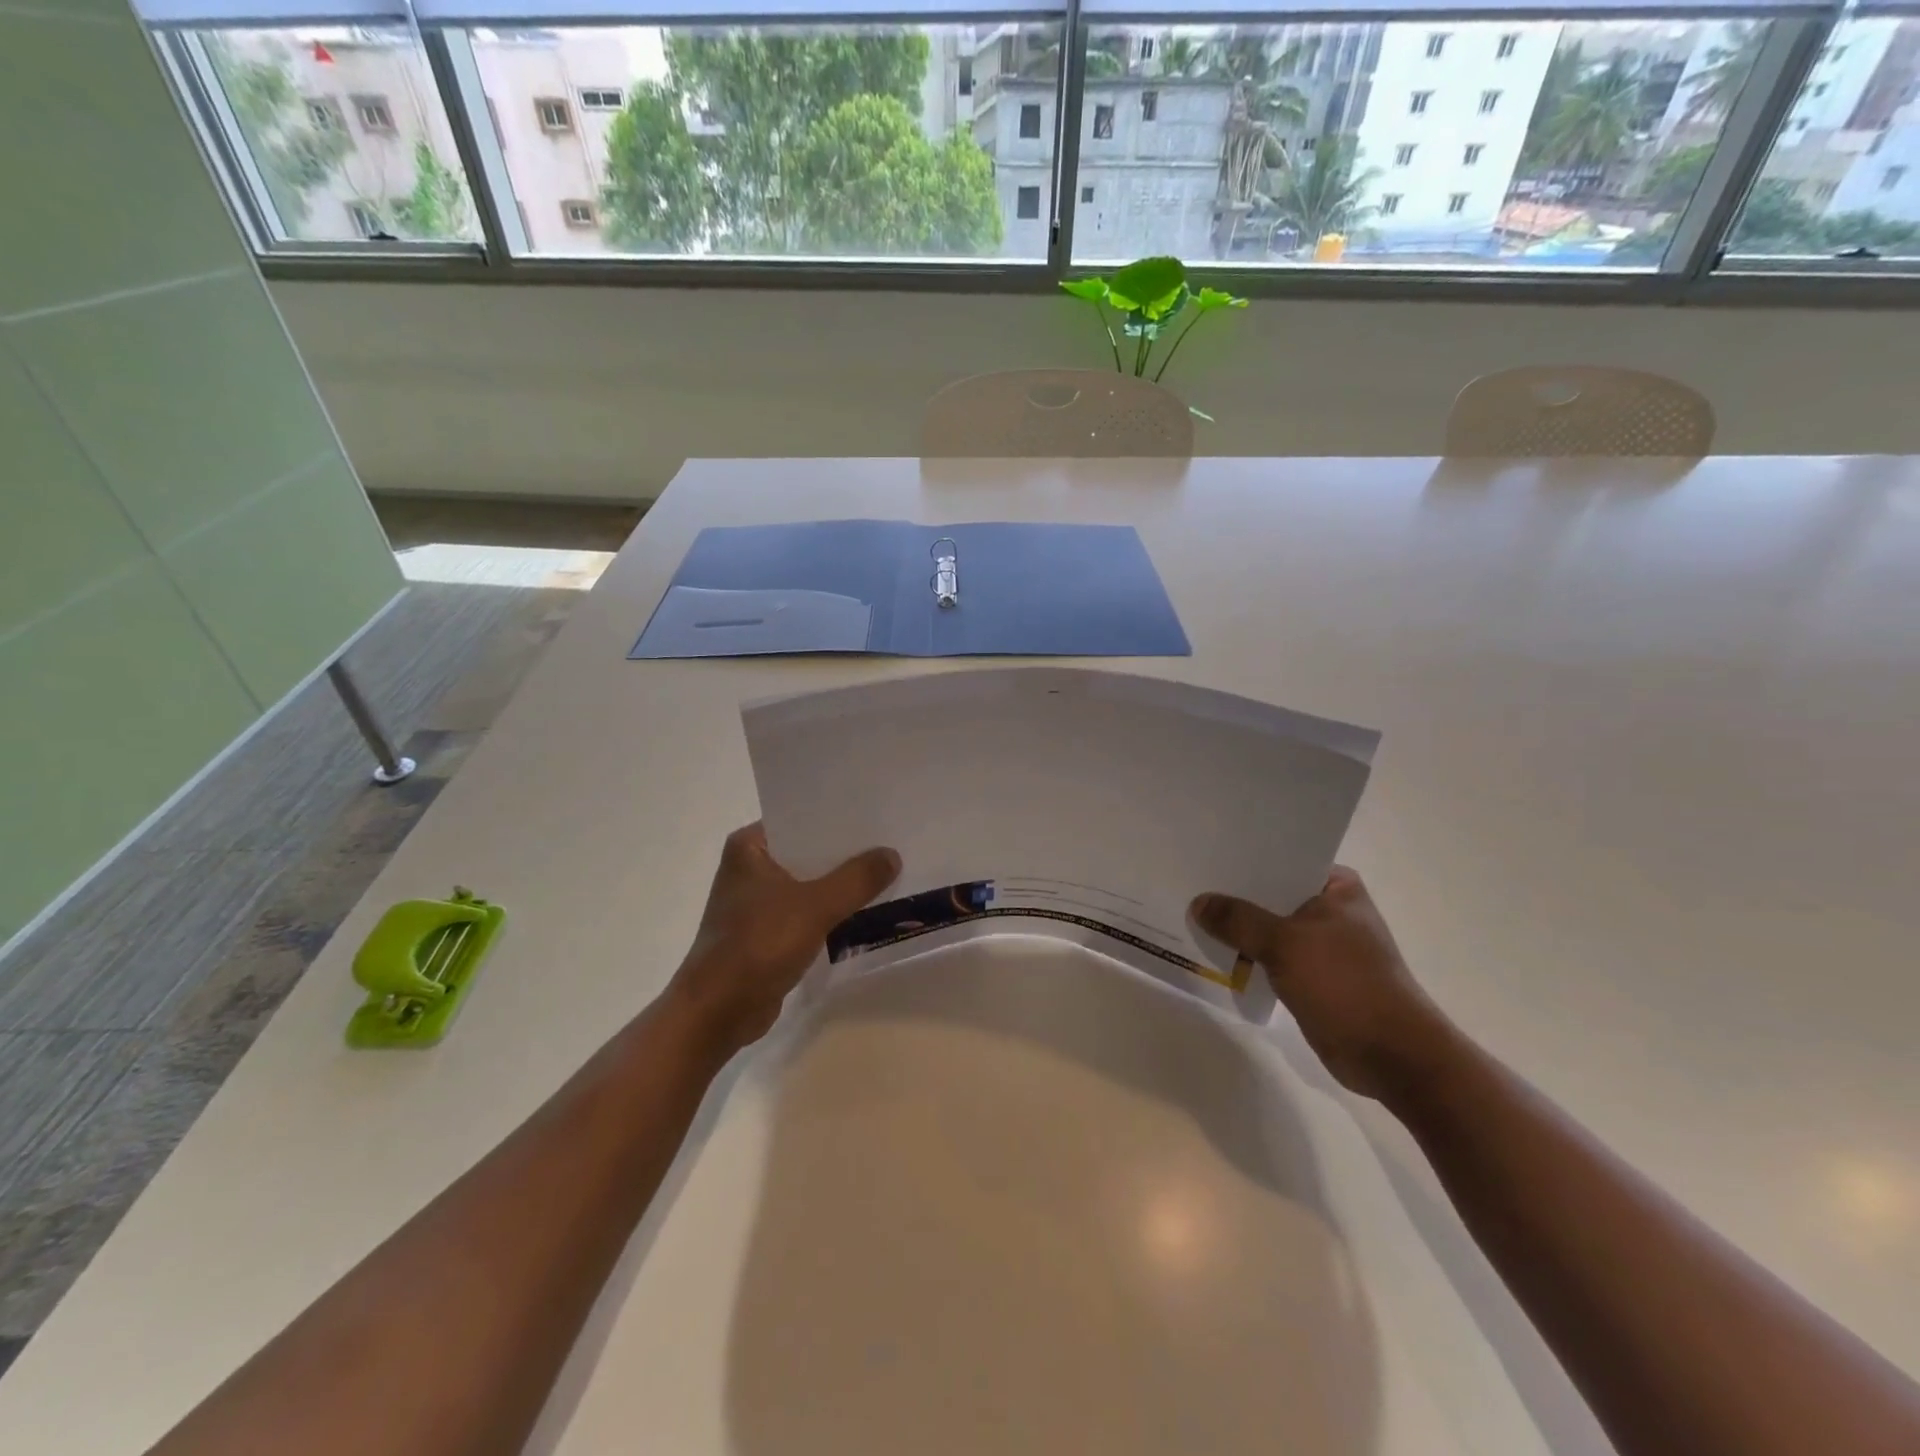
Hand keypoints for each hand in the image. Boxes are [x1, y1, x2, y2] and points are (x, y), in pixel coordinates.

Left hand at [669, 823, 900, 1056]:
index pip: (802, 819)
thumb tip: (892, 855)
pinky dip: (832, 912)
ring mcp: (757, 901)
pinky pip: (808, 911)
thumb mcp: (816, 906)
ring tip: (889, 873)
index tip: (879, 815)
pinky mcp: (766, 932)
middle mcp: (751, 867)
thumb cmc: (758, 945)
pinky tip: (866, 910)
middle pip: (809, 852)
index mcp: (750, 846)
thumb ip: (857, 878)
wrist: (718, 1012)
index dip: (841, 819)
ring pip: (811, 883)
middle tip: (893, 844)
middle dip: (847, 854)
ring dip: (842, 885)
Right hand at [1191, 867, 1454, 1102]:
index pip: (1282, 860)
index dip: (1244, 858)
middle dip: (1233, 895)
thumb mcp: (1285, 943)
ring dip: (1237, 928)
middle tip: (1187, 883)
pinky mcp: (1313, 978)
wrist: (1392, 1056)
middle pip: (1271, 894)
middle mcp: (1331, 910)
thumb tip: (1198, 903)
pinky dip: (1246, 955)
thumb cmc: (1346, 984)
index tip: (1204, 853)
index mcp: (1337, 887)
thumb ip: (1238, 919)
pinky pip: (1270, 957)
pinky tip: (1212, 951)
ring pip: (1268, 928)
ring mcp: (1323, 946)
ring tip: (1190, 914)